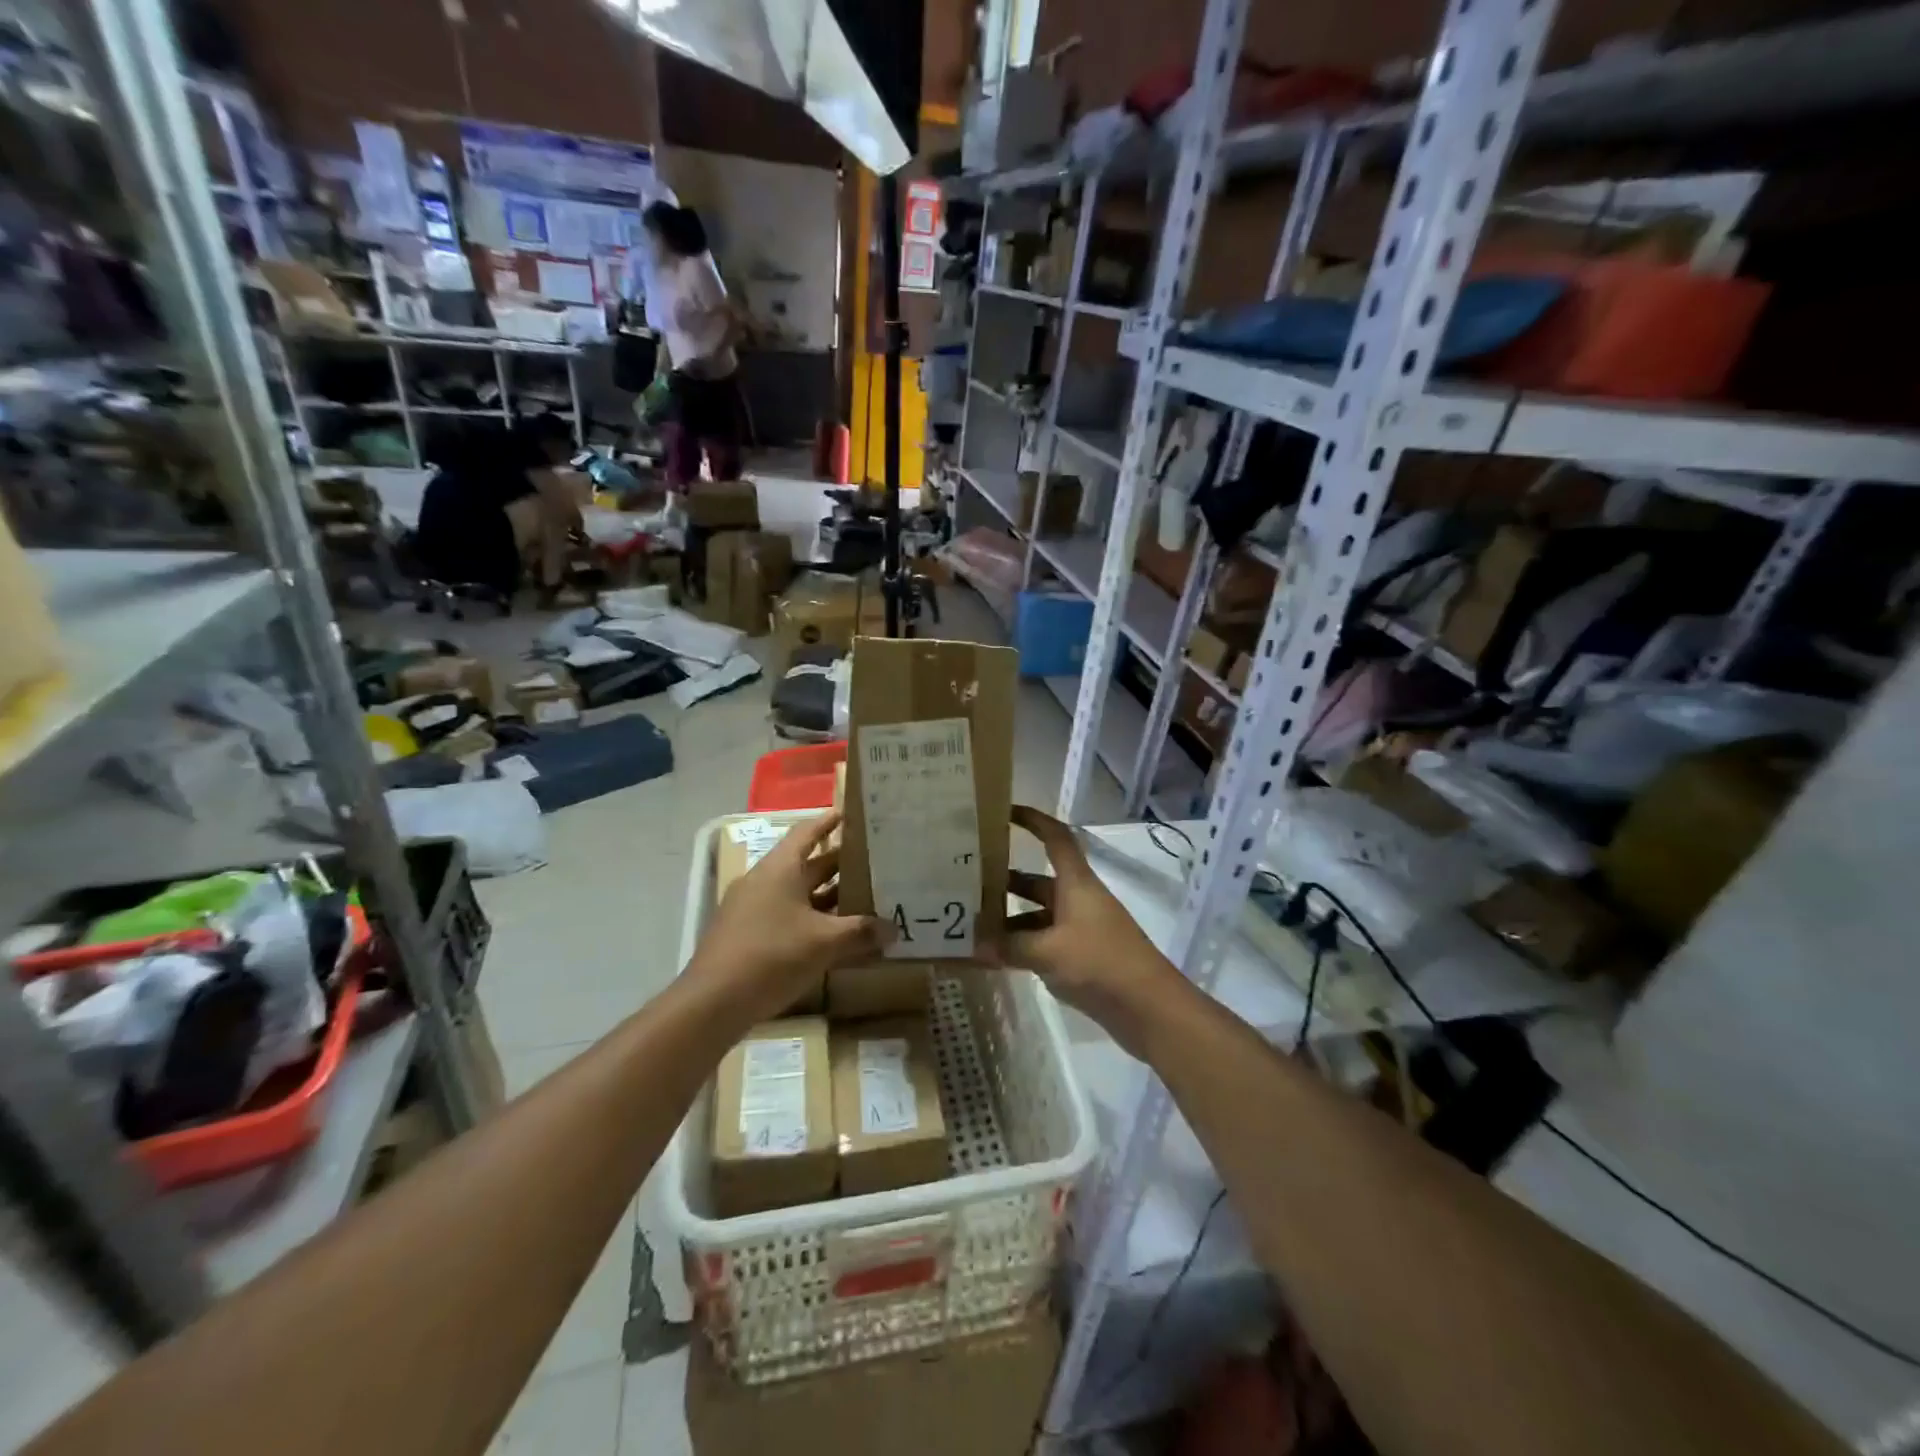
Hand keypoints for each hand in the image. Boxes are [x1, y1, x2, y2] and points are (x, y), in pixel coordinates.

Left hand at [688, 812, 887, 1024]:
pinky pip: (788, 917)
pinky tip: (835, 936)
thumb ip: (861, 932)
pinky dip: (813, 921)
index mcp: (780, 869)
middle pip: (806, 864)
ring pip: (798, 894)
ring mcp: (752, 909)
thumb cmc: (772, 956)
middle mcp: (764, 881)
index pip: (807, 832)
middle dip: (839, 864)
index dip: (828, 822)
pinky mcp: (748, 935)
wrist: (712, 1002)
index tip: (852, 814)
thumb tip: (893, 929)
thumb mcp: (824, 943)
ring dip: (828, 896)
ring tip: (863, 898)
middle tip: (873, 862)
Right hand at [993, 806, 1178, 1054]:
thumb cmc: (1101, 963)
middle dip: (1005, 880)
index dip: (1032, 821)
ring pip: (1037, 915)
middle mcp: (1078, 899)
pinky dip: (1021, 946)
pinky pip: (1044, 942)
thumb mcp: (1048, 952)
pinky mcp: (1081, 957)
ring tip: (971, 925)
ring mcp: (1080, 929)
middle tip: (966, 882)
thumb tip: (974, 944)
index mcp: (1076, 883)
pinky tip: (994, 957)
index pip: (1055, 838)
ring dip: (1009, 919)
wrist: (1149, 1009)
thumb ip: (1010, 946)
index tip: (1003, 813)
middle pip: (1037, 881)